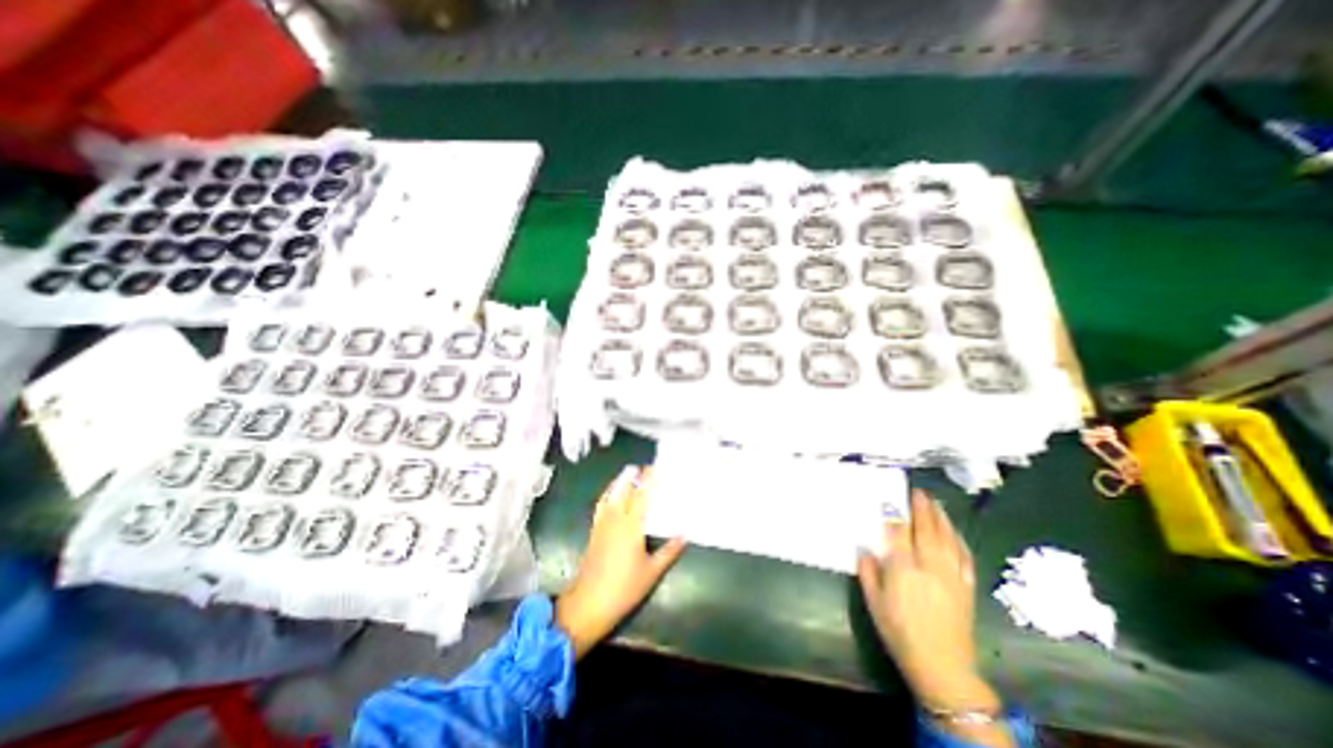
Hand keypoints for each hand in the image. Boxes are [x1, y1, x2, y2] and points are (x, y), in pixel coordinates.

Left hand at [555, 467, 687, 660]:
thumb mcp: (652, 572)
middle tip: (642, 467)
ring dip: (619, 481)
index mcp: (631, 526)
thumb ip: (669, 551)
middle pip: (623, 491)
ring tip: (627, 473)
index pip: (641, 496)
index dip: (648, 480)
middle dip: (633, 476)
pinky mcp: (594, 531)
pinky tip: (610, 494)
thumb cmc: (624, 588)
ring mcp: (602, 524)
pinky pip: (601, 505)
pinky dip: (607, 494)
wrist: (588, 603)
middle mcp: (615, 519)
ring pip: (610, 495)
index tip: (655, 468)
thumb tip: (684, 535)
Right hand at [859, 492, 1006, 742]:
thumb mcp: (874, 603)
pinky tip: (954, 531)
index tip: (893, 498)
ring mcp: (951, 575)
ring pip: (947, 538)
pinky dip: (958, 539)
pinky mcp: (966, 586)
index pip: (899, 532)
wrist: (943, 667)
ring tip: (935, 503)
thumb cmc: (900, 633)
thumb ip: (868, 572)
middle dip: (922, 508)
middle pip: (926, 529)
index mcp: (903, 569)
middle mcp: (929, 566)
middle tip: (918, 491)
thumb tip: (865, 549)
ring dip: (941, 518)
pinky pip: (964, 556)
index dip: (896, 513)